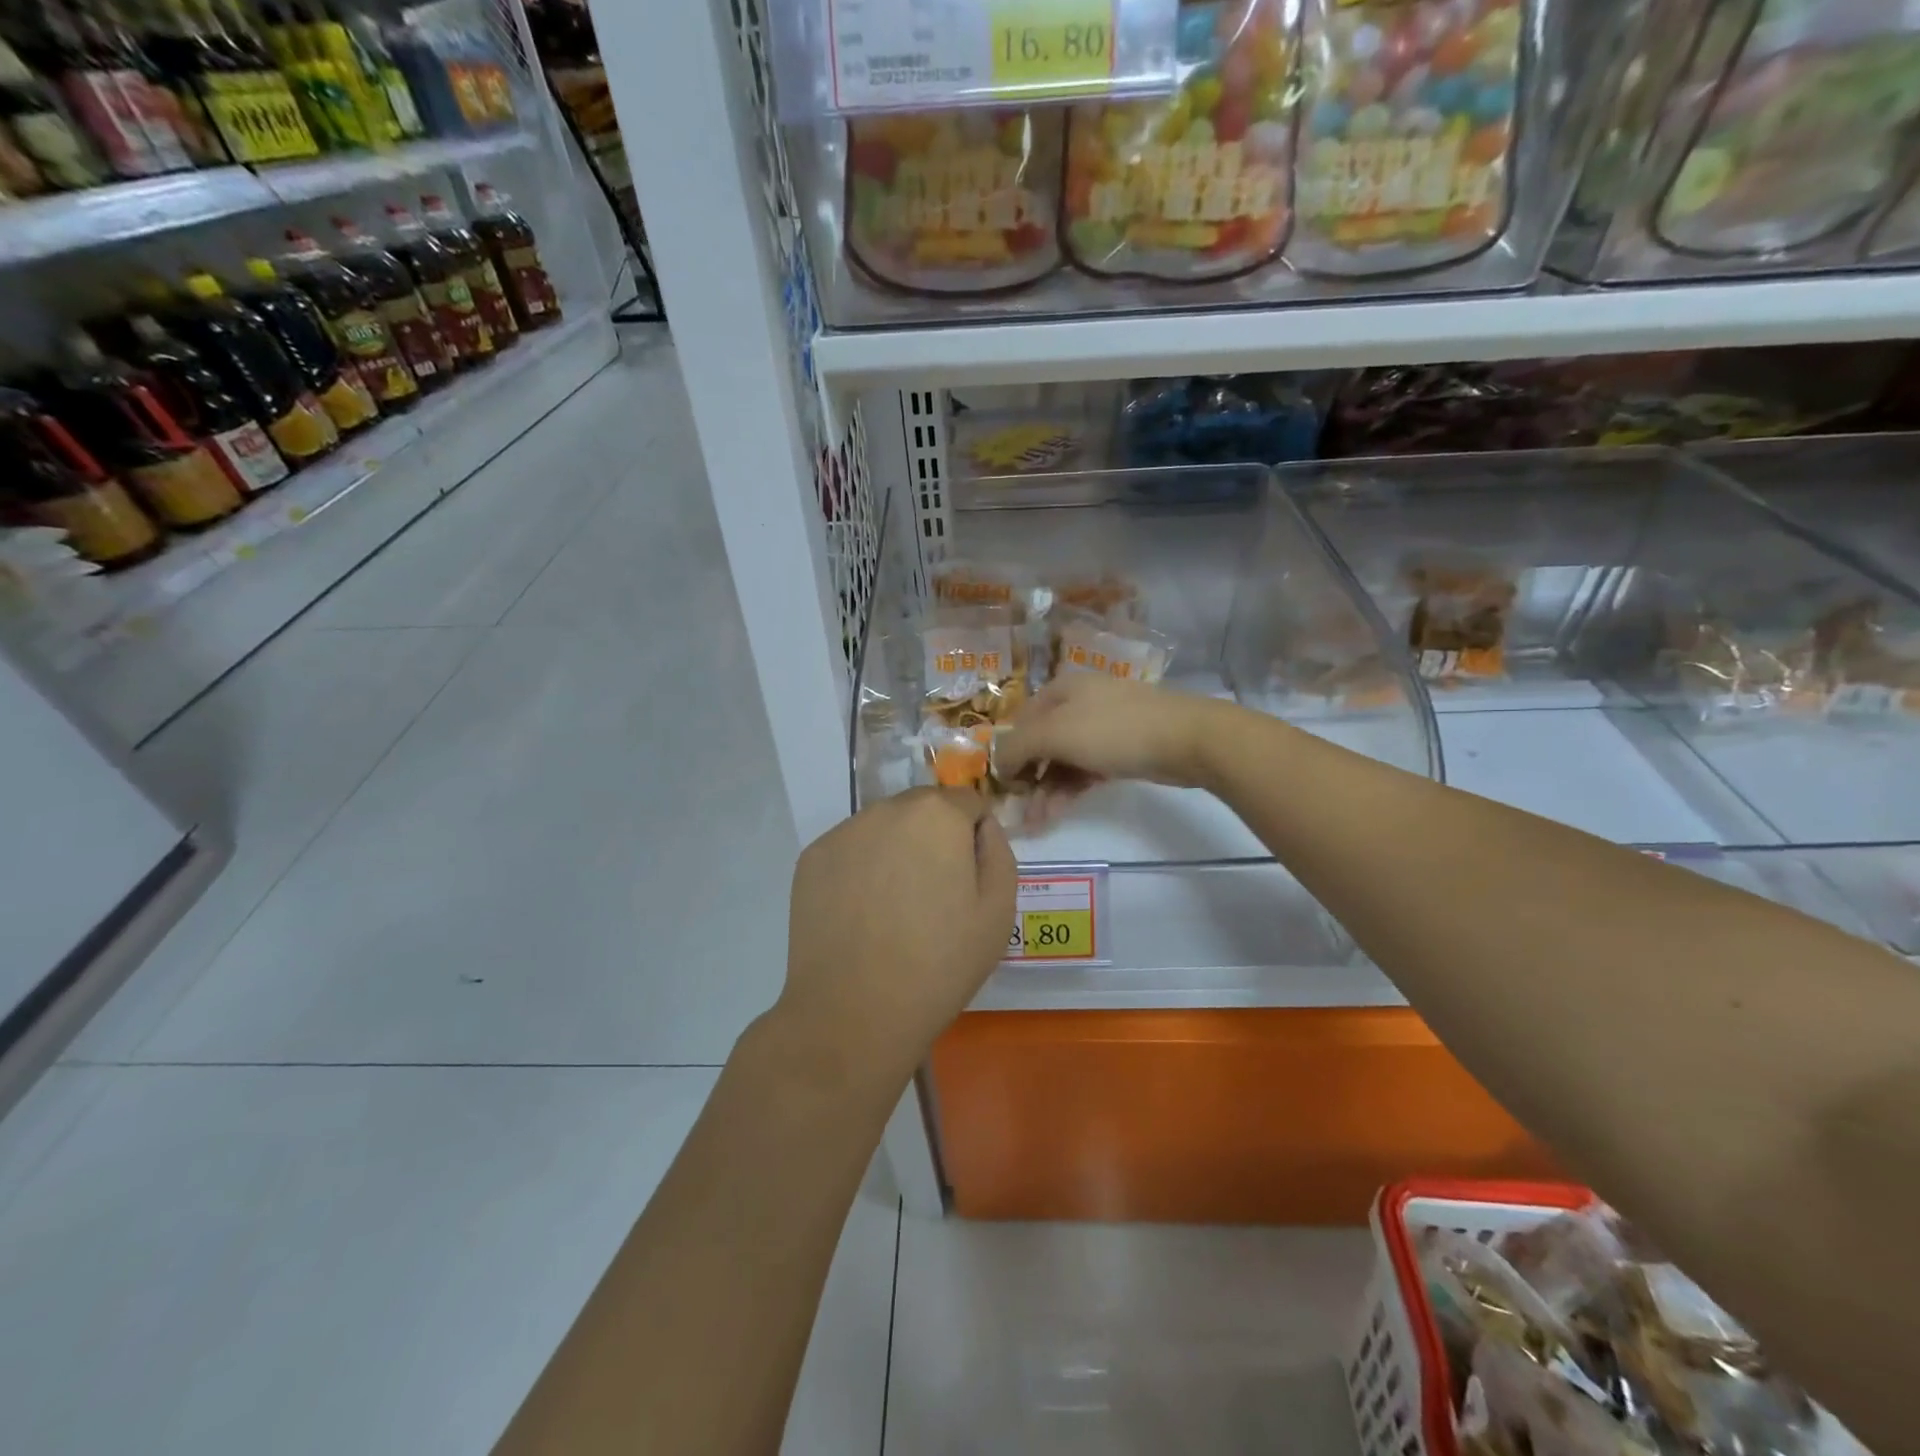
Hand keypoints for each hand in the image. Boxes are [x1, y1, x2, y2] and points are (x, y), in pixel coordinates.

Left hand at [770, 787, 1016, 1089]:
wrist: (853, 1013)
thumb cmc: (939, 964)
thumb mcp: (999, 911)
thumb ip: (998, 851)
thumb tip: (981, 826)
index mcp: (937, 814)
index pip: (968, 802)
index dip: (975, 836)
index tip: (969, 878)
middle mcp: (886, 808)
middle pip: (924, 809)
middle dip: (935, 838)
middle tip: (933, 896)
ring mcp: (843, 832)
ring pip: (885, 827)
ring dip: (897, 850)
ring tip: (894, 909)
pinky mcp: (811, 859)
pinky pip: (851, 850)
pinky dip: (861, 868)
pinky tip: (862, 914)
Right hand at [996, 674, 1225, 791]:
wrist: (1187, 739)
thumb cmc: (1114, 730)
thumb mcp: (1055, 734)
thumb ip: (1017, 746)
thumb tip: (997, 763)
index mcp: (1060, 689)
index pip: (1020, 720)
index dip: (1007, 751)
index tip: (1002, 785)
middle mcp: (1078, 703)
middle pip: (1042, 742)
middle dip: (1029, 777)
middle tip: (1020, 809)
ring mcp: (1102, 726)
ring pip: (1064, 759)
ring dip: (1047, 789)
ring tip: (1037, 821)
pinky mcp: (1122, 750)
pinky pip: (1086, 769)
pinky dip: (1070, 789)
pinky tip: (1058, 811)